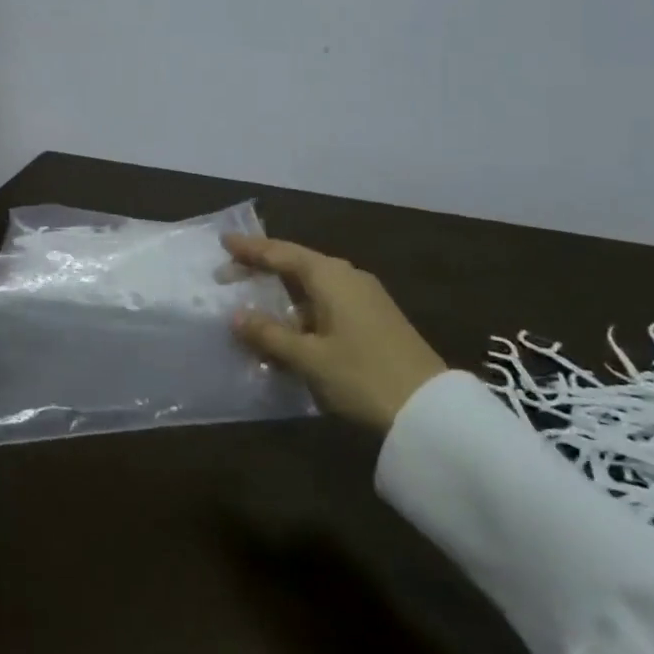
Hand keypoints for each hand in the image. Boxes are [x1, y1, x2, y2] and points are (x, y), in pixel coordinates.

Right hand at [223, 234, 445, 433]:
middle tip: (228, 275)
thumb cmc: (363, 376)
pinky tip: (288, 332)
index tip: (223, 241)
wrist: (430, 412)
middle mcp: (347, 277)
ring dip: (281, 295)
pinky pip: (326, 305)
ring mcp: (364, 299)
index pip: (281, 253)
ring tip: (252, 306)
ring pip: (312, 287)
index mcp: (330, 276)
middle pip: (296, 265)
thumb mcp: (309, 358)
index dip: (250, 248)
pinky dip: (301, 312)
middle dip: (262, 269)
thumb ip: (270, 334)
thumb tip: (236, 315)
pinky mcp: (374, 321)